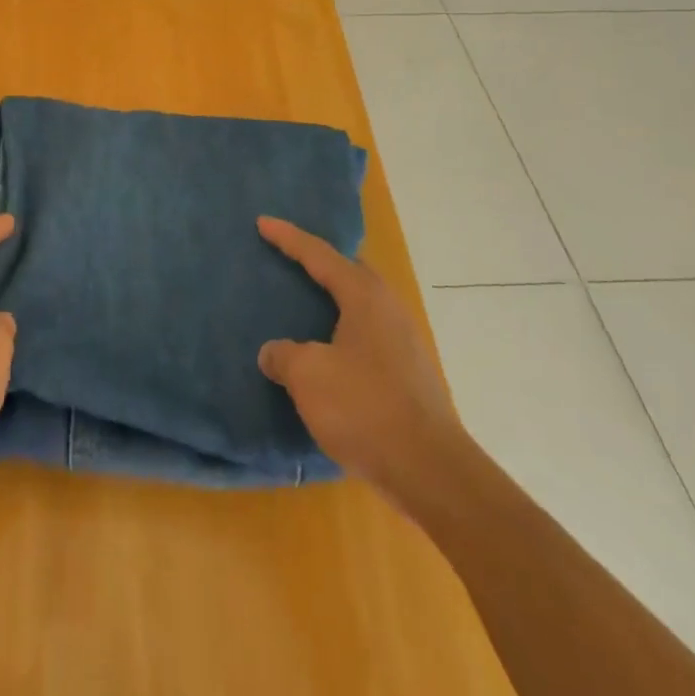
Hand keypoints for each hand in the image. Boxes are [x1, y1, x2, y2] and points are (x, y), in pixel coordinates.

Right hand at [256, 216, 462, 506]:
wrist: (432, 472)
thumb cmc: (365, 408)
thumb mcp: (308, 376)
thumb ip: (284, 355)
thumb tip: (274, 353)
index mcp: (364, 297)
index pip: (320, 255)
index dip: (289, 238)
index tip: (263, 223)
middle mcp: (388, 309)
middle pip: (350, 272)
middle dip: (320, 263)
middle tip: (290, 258)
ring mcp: (404, 343)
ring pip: (361, 306)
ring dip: (333, 301)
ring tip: (305, 304)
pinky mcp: (409, 375)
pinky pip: (367, 336)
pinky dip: (342, 332)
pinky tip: (328, 352)